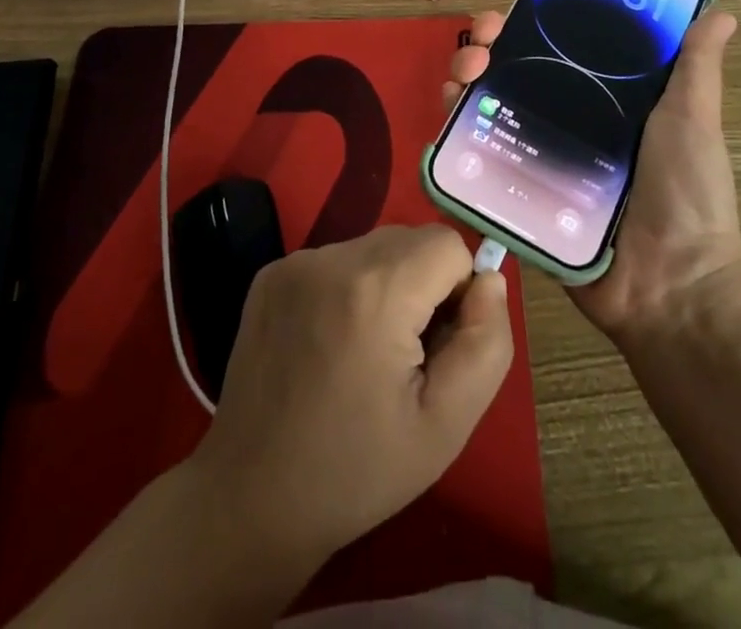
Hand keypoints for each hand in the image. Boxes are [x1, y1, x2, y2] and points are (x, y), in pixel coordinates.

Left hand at [187, 224, 513, 572]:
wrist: (251, 500)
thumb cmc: (358, 471)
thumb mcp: (447, 425)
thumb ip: (486, 343)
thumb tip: (489, 280)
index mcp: (376, 290)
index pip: (448, 244)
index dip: (457, 292)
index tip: (435, 346)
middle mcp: (331, 258)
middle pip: (410, 240)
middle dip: (423, 285)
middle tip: (402, 356)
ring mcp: (294, 262)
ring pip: (373, 248)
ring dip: (386, 284)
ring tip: (363, 353)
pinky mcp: (270, 274)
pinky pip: (335, 260)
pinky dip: (348, 288)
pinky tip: (329, 343)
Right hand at [444, 7, 740, 341]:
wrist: (671, 286)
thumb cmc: (687, 194)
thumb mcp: (693, 120)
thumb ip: (696, 67)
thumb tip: (723, 13)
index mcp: (602, 100)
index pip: (554, 49)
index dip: (528, 25)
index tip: (512, 11)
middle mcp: (564, 123)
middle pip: (511, 74)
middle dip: (485, 48)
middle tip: (480, 45)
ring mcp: (538, 161)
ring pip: (488, 110)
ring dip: (464, 82)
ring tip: (461, 76)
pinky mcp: (519, 197)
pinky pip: (480, 161)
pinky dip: (457, 134)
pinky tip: (449, 116)